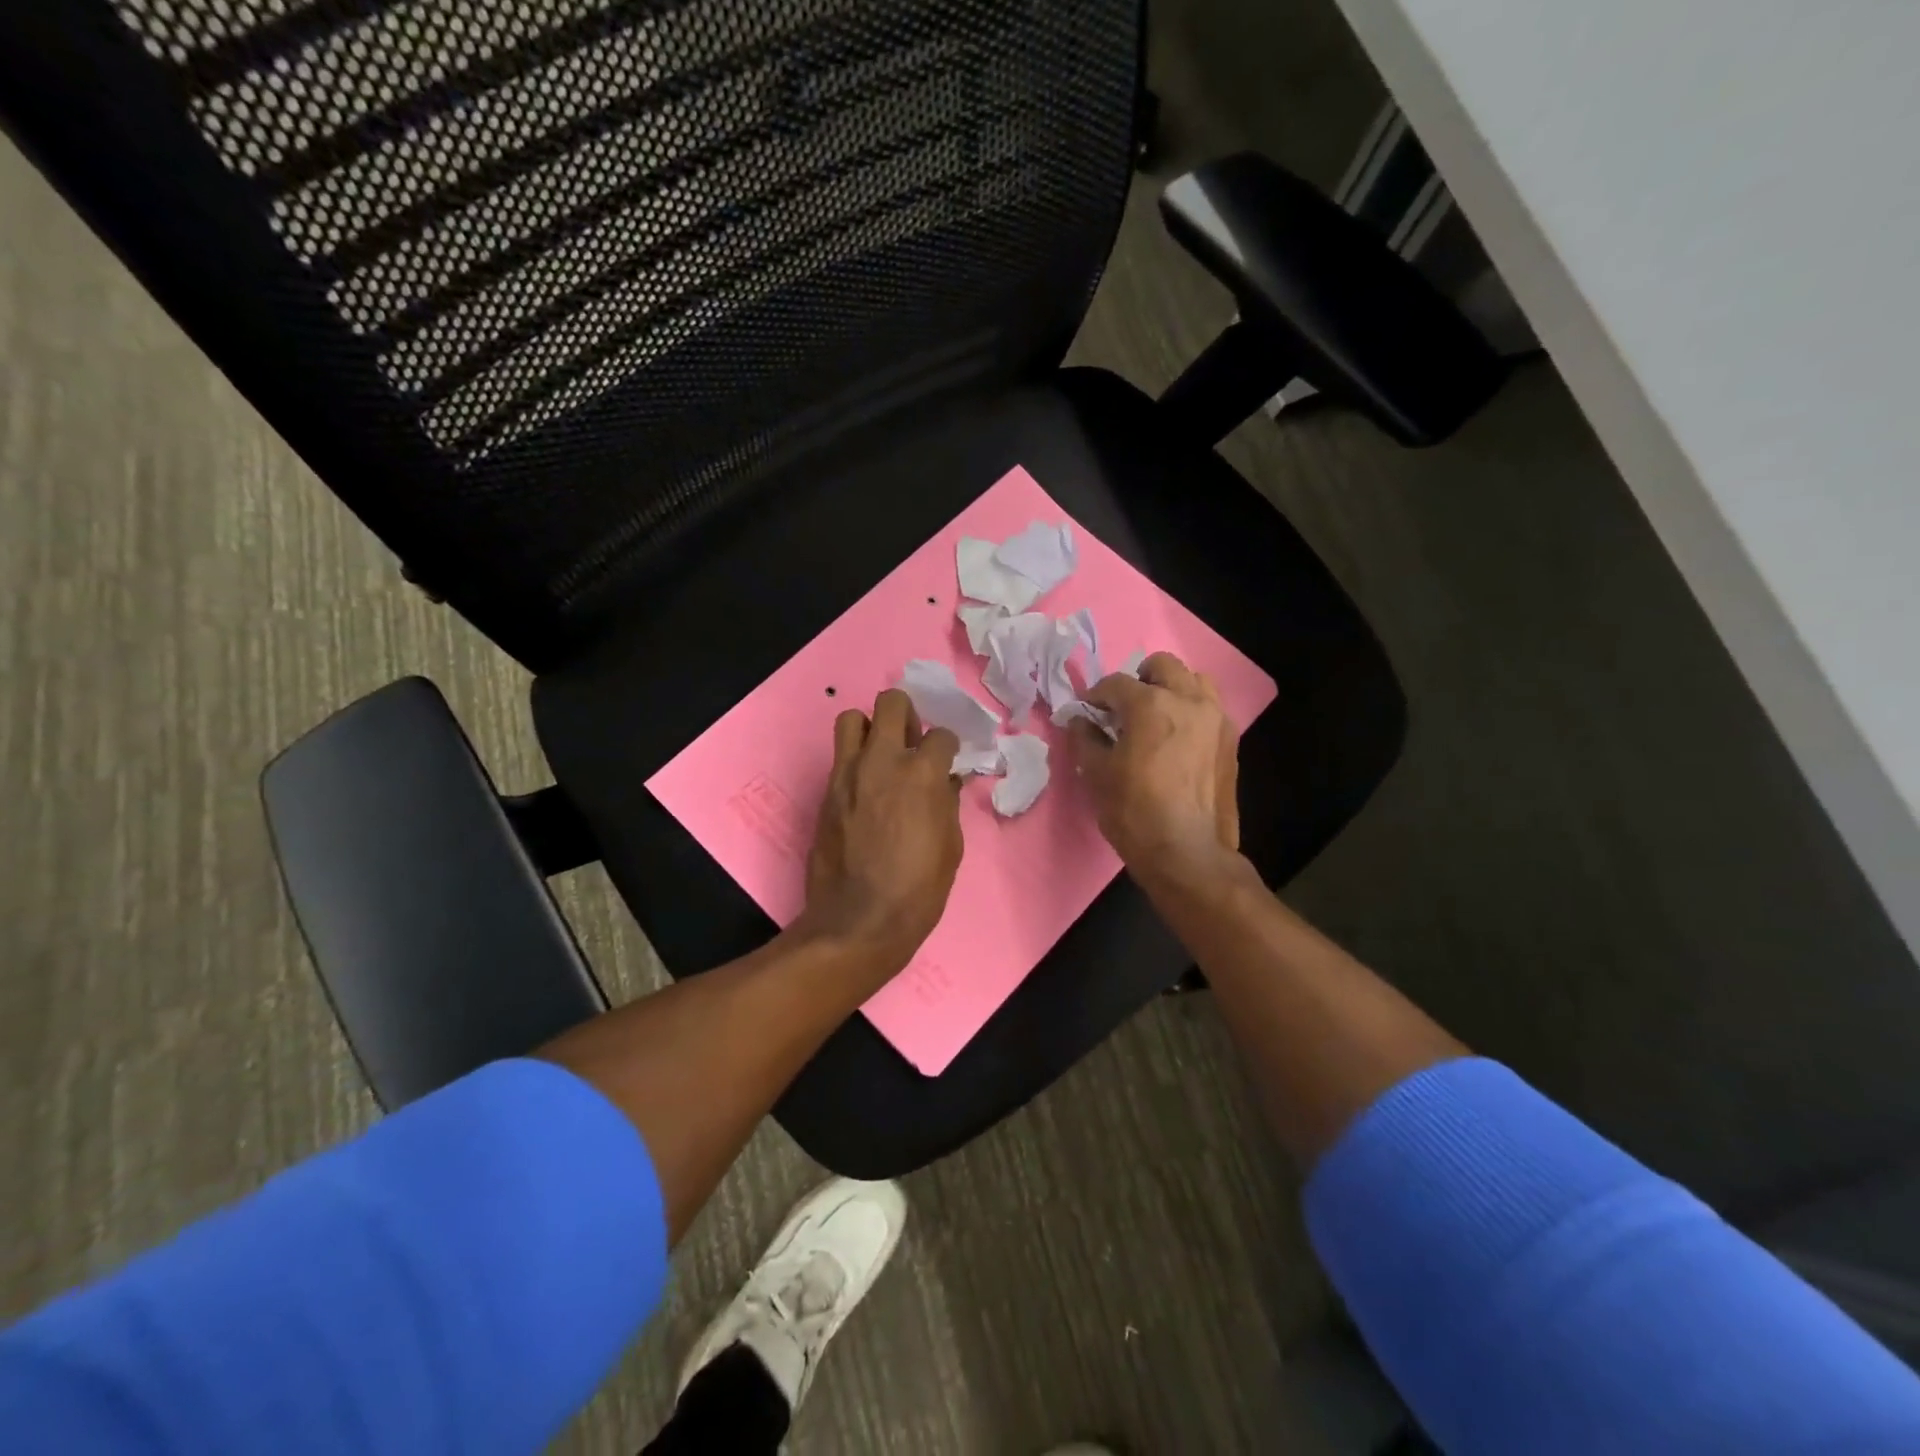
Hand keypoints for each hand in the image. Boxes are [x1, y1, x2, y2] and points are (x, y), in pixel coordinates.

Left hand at [801, 689, 963, 975]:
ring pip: (852, 719)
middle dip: (907, 715)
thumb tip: (946, 782)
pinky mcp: (826, 791)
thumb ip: (947, 803)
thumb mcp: (950, 846)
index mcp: (921, 773)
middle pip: (892, 703)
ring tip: (881, 755)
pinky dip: (855, 760)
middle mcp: (882, 760)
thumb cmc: (918, 889)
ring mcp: (848, 773)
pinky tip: (866, 788)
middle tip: (911, 741)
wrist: (858, 921)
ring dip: (871, 729)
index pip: (941, 735)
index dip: (948, 748)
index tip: (947, 761)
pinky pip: (840, 757)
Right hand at [1069, 652, 1241, 880]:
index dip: (1096, 696)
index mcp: (1151, 704)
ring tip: (1156, 718)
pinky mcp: (1230, 740)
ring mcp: (1215, 718)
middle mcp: (1188, 700)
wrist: (1187, 852)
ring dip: (1172, 689)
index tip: (1087, 712)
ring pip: (1194, 681)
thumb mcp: (1096, 774)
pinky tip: (1177, 740)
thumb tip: (1079, 720)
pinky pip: (1210, 709)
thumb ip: (1085, 738)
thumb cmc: (1134, 812)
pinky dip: (1191, 712)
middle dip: (1139, 680)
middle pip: (1162, 666)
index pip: (1116, 683)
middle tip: (1124, 709)